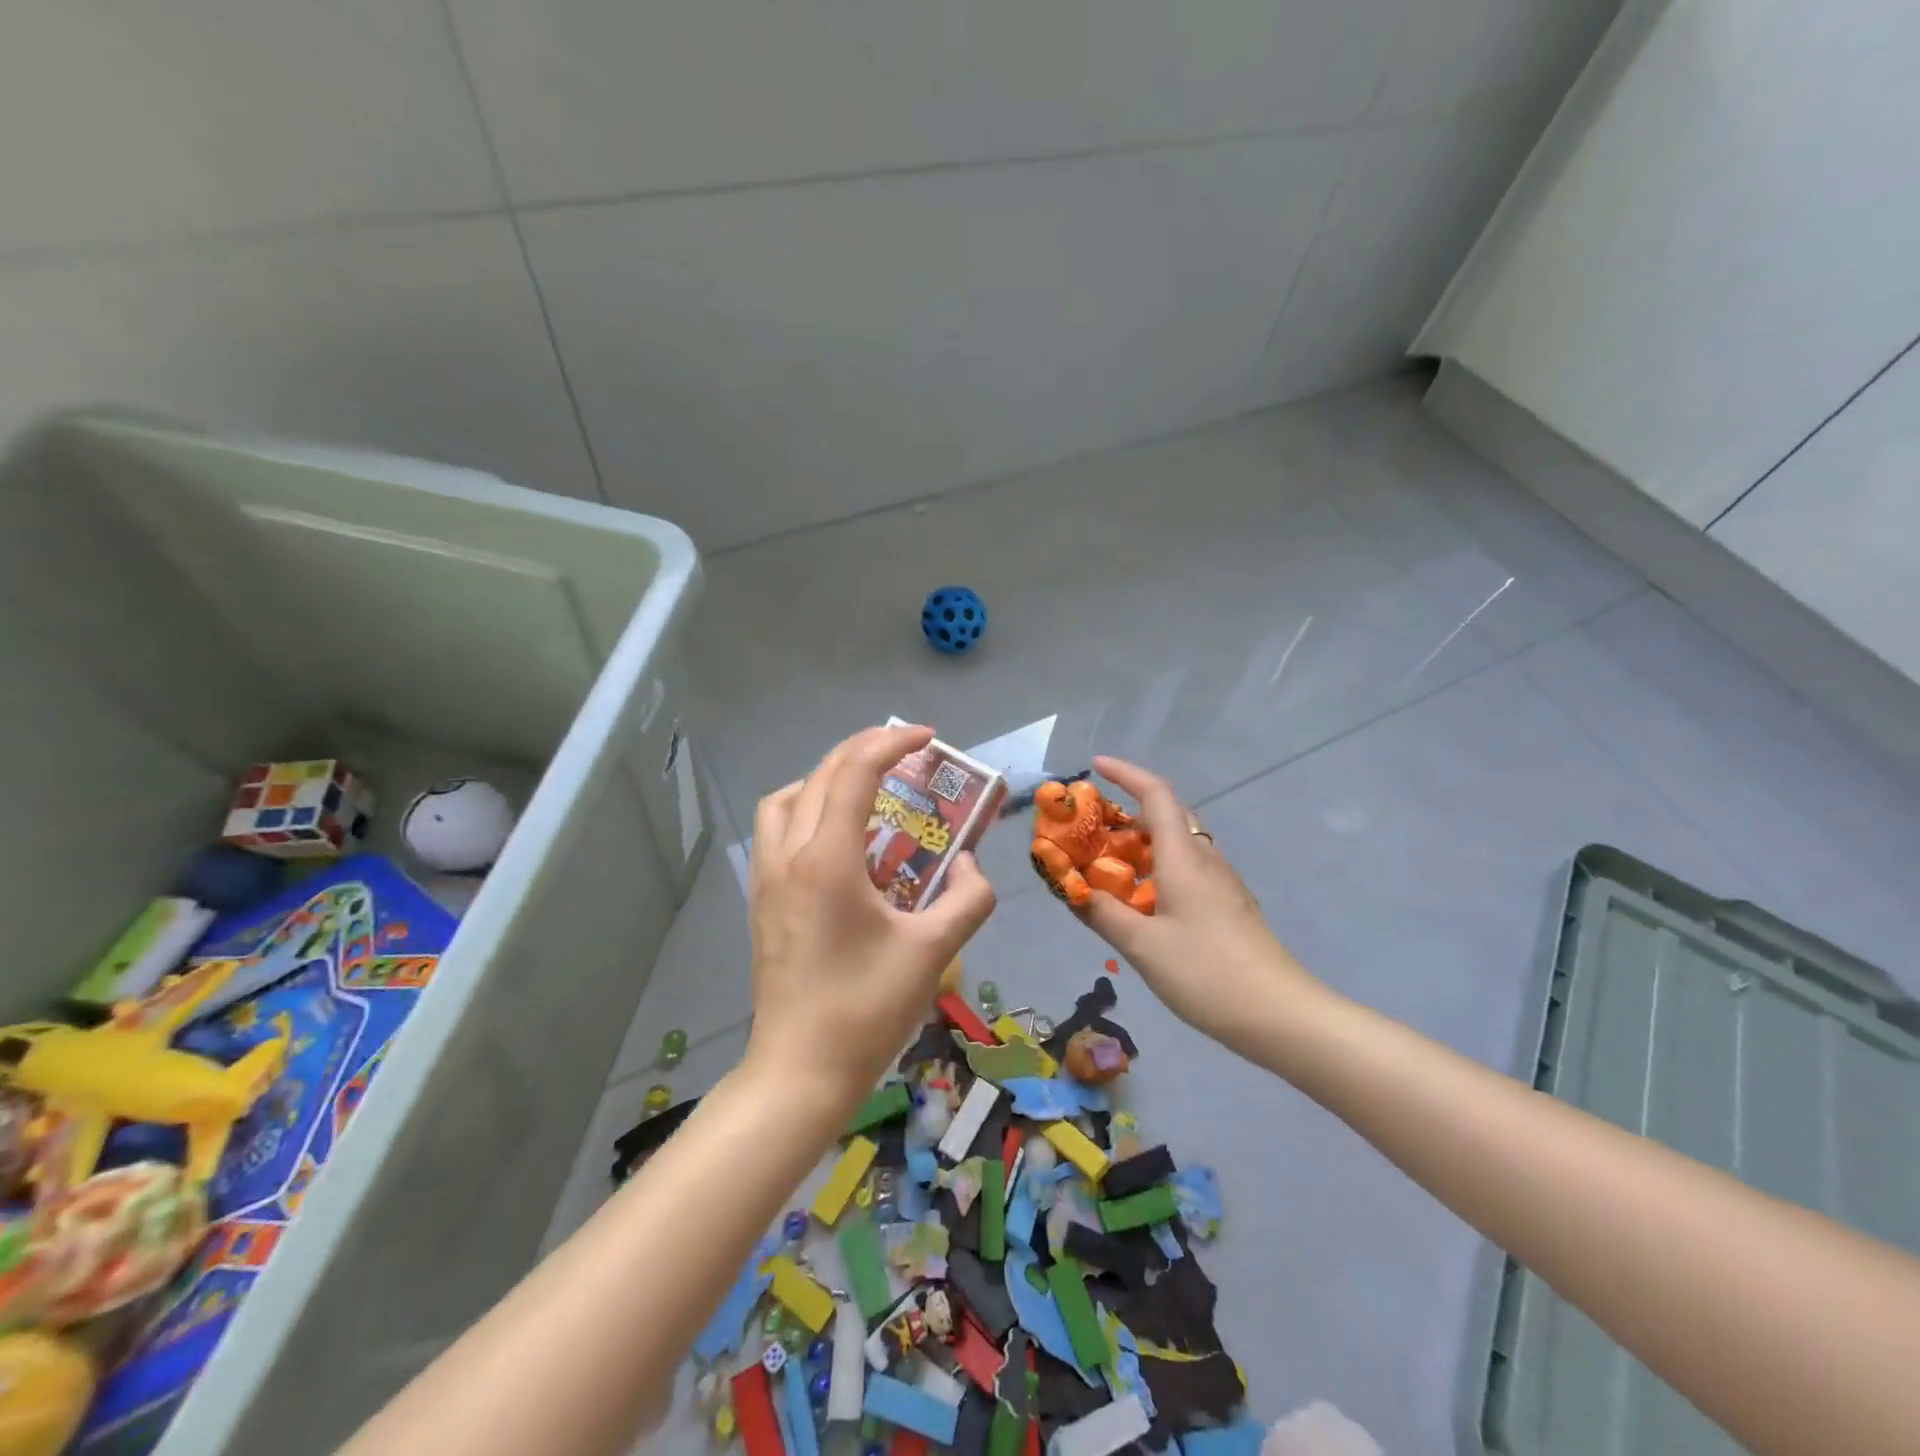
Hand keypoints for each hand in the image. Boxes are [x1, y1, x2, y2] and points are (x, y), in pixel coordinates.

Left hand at [744, 724, 996, 1113]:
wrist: (799, 1071)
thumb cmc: (866, 1009)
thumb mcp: (933, 952)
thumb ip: (968, 899)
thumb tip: (970, 867)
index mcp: (828, 860)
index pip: (856, 773)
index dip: (892, 744)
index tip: (926, 737)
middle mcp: (789, 855)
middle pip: (822, 774)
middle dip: (865, 751)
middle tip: (905, 754)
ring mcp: (767, 878)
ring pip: (787, 799)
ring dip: (826, 779)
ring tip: (865, 794)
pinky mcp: (761, 900)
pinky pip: (776, 830)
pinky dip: (806, 811)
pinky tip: (838, 843)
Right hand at [1081, 756, 1324, 1055]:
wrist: (1280, 1015)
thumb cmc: (1206, 972)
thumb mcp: (1142, 946)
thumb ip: (1103, 913)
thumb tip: (1072, 890)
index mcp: (1183, 857)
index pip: (1156, 794)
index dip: (1125, 774)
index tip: (1094, 767)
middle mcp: (1205, 859)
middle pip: (1166, 816)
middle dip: (1127, 811)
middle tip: (1090, 827)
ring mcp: (1221, 882)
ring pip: (1177, 844)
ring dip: (1141, 843)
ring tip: (1107, 864)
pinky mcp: (1228, 905)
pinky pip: (1187, 869)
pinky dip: (1157, 868)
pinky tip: (1141, 901)